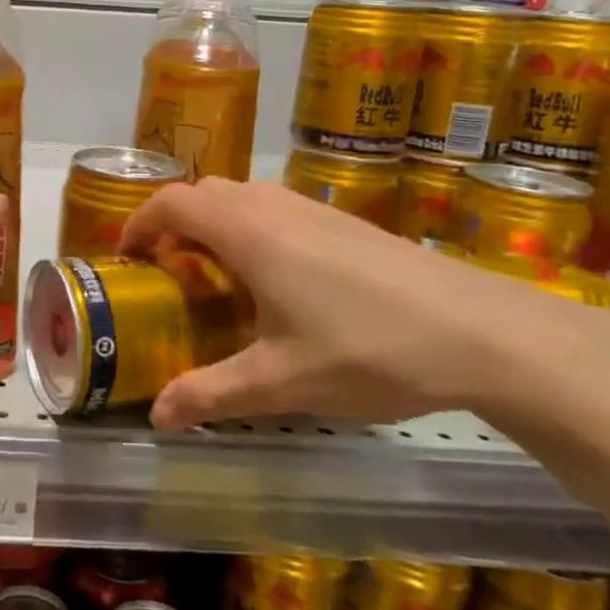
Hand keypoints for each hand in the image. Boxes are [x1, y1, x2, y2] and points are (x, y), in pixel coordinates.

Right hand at [119, 177, 609, 431]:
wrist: (482, 332)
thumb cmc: (367, 349)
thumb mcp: (280, 382)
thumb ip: (211, 394)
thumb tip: (156, 417)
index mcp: (246, 232)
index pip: (172, 202)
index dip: (139, 222)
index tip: (127, 256)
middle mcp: (273, 207)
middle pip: (203, 192)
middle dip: (174, 223)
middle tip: (167, 271)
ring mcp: (314, 209)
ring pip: (243, 197)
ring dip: (215, 224)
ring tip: (216, 276)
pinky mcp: (346, 222)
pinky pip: (276, 209)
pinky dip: (251, 229)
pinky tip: (277, 282)